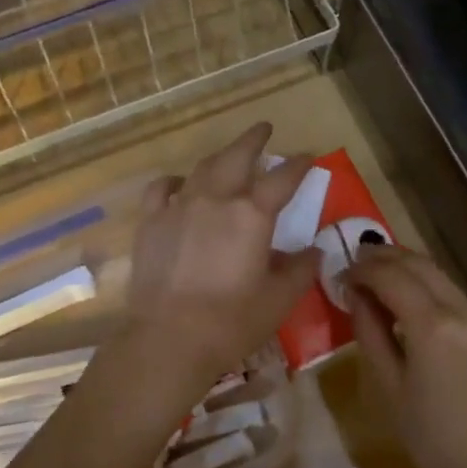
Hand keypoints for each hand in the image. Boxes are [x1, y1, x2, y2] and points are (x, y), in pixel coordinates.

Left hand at [119, 123, 321, 389]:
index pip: (283, 179)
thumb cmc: (232, 321)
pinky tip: (181, 183)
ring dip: (221, 156)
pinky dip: (176, 180)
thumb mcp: (279, 299)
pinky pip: (162, 188)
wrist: (169, 338)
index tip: (308, 157)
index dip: (299, 165)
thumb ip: (301, 269)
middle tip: (264, 128)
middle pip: (238, 156)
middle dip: (254, 139)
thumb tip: (315, 251)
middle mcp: (216, 199)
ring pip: (203, 168)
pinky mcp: (151, 222)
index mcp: (252, 214)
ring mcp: (179, 206)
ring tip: (230, 154)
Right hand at [346, 245, 466, 467]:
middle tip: (357, 259)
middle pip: (420, 265)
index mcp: (434, 328)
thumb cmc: (429, 435)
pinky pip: (456, 296)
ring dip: (408, 269)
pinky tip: (411, 301)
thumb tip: (355, 293)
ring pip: (440, 276)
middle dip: (386, 257)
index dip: (364, 269)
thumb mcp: (387, 385)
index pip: (393, 277)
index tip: (342, 273)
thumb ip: (369, 331)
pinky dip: (429, 289)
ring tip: (379, 274)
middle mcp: (465, 311)